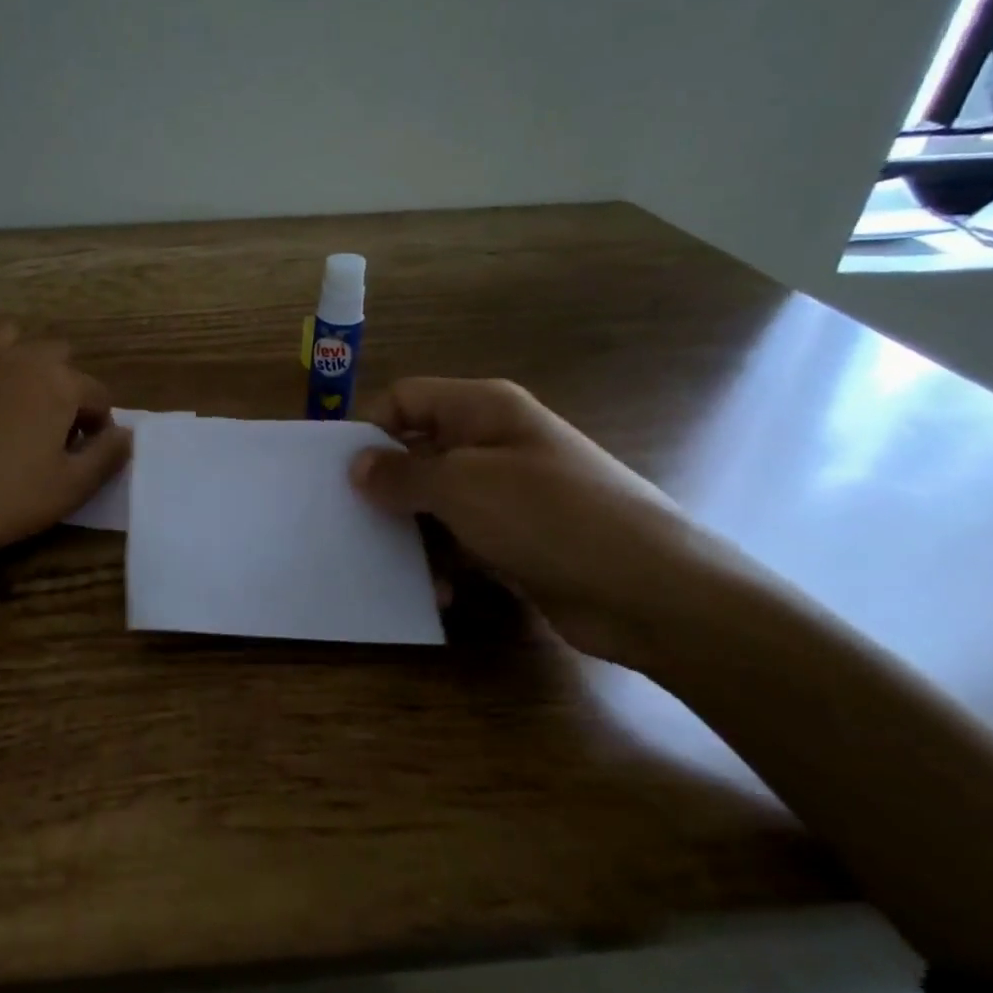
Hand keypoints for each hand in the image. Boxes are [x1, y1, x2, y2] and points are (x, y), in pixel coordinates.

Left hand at [0, 323, 131, 567]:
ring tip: (15, 399)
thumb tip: (126, 434)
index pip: (96, 394)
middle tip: (52, 429)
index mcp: (58, 382)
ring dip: (21, 360)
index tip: (85, 452)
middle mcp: (19, 358)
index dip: (98, 424)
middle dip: (63, 386)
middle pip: (57, 356)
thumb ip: (108, 456)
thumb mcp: (73, 487)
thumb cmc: (8, 499)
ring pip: (9, 338)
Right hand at [350, 378, 738, 669]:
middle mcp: (492, 442)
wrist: (652, 592)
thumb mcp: (462, 486)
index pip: (404, 399)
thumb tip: (356, 464)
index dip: (370, 429)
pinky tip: (439, 592)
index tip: (340, 473)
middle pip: (417, 451)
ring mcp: (508, 492)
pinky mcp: (518, 538)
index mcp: (481, 408)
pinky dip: (444, 561)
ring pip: (435, 501)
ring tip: (392, 565)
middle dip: (386, 487)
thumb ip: (401, 473)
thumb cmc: (549, 517)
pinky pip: (462, 539)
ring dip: (412, 532)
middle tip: (351, 521)